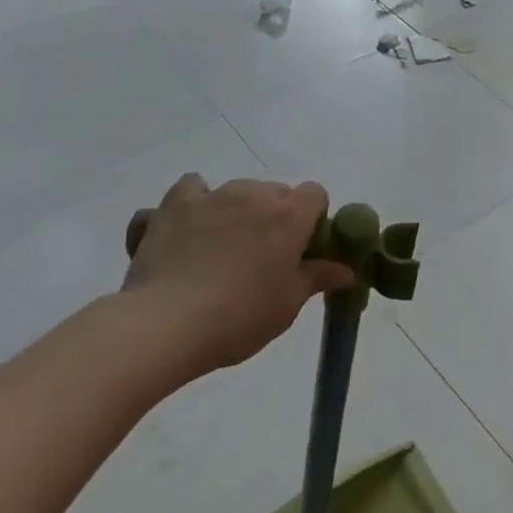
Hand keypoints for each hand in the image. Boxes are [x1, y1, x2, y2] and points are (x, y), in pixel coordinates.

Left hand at [122, 175, 353, 372]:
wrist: (166, 323)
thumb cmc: (238, 317)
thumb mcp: (287, 306)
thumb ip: (317, 278)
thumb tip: (346, 269)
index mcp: (289, 215)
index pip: (315, 194)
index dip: (311, 218)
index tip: (300, 248)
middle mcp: (254, 194)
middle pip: (275, 193)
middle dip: (273, 216)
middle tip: (260, 257)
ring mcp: (213, 195)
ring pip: (237, 191)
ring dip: (237, 211)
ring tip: (219, 250)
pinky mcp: (174, 203)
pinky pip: (192, 189)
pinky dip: (194, 203)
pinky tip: (187, 229)